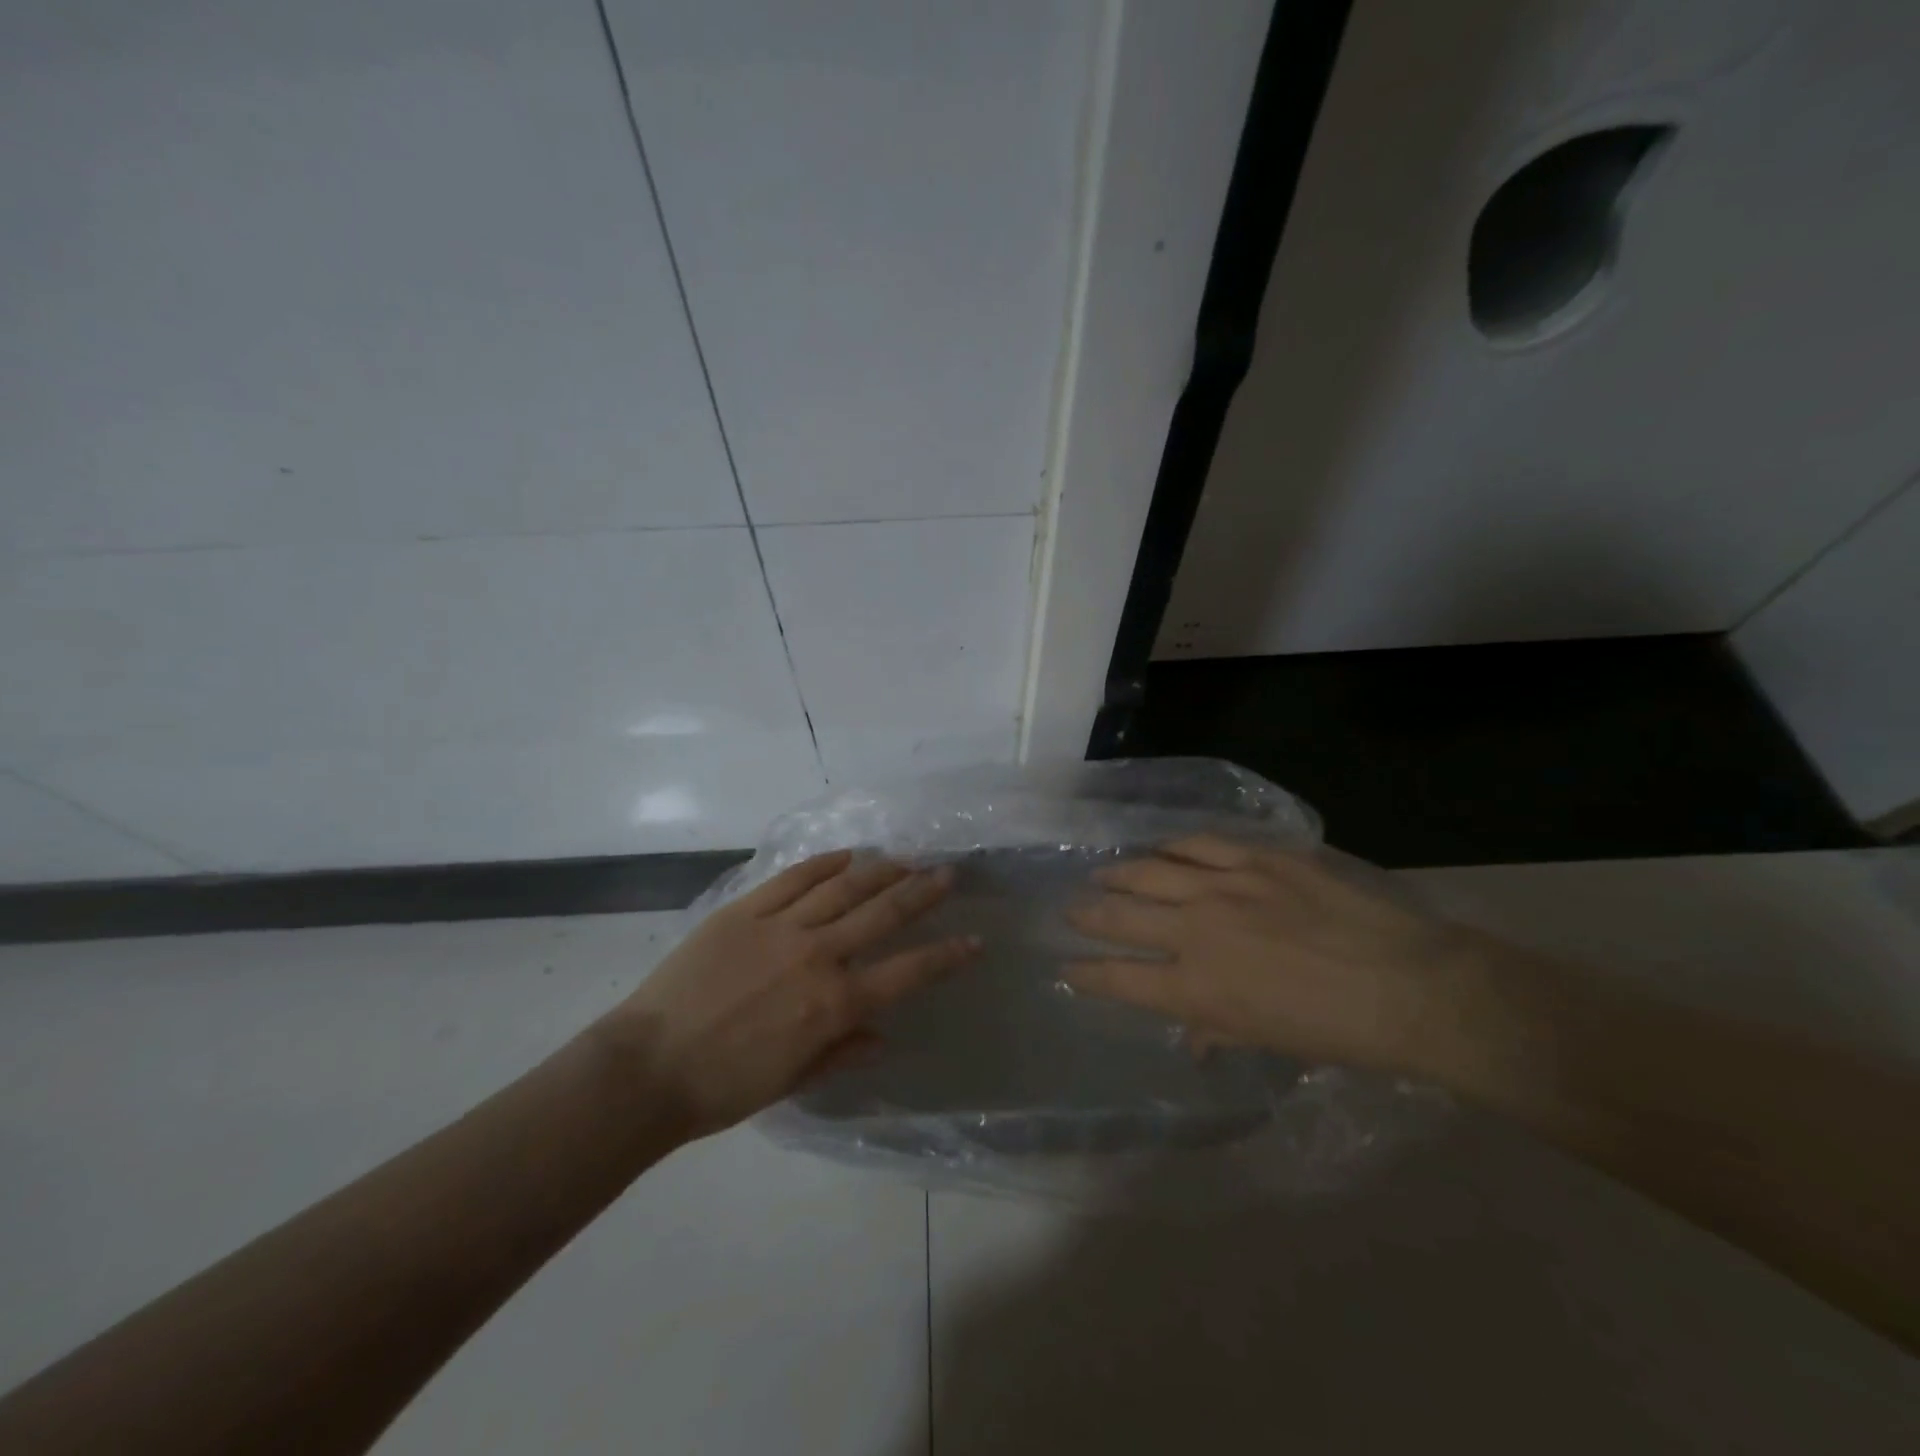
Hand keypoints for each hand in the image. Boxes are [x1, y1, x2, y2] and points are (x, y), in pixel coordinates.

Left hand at [608, 851, 978, 1139]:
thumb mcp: (794, 1081)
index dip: (947, 956)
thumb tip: (881, 1036)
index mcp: (835, 1004)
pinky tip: (846, 854)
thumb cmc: (724, 1087)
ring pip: (844, 886)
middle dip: (923, 892)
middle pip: (883, 913)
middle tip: (948, 872)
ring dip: (881, 869)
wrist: (648, 1068)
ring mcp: (781, 927)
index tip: (975, 941)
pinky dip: (824, 863)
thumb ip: (843, 1052)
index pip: (908, 972)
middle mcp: (818, 956)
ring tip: (905, 858)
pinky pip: (794, 878)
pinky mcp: (745, 910)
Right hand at [1065, 835, 1484, 1077]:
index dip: (1086, 975)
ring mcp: (1224, 886)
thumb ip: (1217, 1030)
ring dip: (1119, 875)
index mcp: (1195, 987)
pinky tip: (1161, 848)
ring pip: (1150, 872)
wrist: (1407, 985)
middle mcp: (1195, 931)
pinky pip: (1199, 845)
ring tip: (1102, 875)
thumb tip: (1191, 1036)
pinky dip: (1173, 847)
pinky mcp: (1256, 858)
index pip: (1120, 979)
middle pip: (1122, 917)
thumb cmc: (1336, 1031)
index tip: (1066, 970)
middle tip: (1071, 911)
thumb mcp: (1268, 1041)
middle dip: (1088, 916)